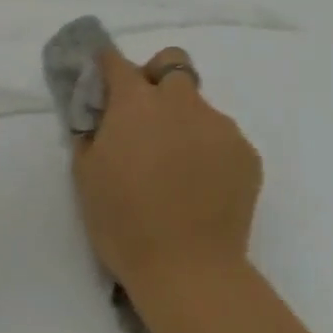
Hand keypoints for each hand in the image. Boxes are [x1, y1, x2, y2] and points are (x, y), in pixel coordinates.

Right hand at [72, 46, 261, 301]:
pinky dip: (210, 150)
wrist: (189, 271)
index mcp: (136, 102)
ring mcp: (219, 125)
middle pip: (172, 63)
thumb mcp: (86, 175)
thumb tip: (99, 115)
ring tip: (178, 167)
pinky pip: (222, 137)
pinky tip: (202, 186)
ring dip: (184, 120)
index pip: (116, 61)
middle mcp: (180, 100)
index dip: (106, 67)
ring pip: (199, 105)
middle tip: (147, 118)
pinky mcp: (246, 152)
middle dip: (157, 78)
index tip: (103, 81)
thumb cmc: (124, 223)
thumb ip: (90, 132)